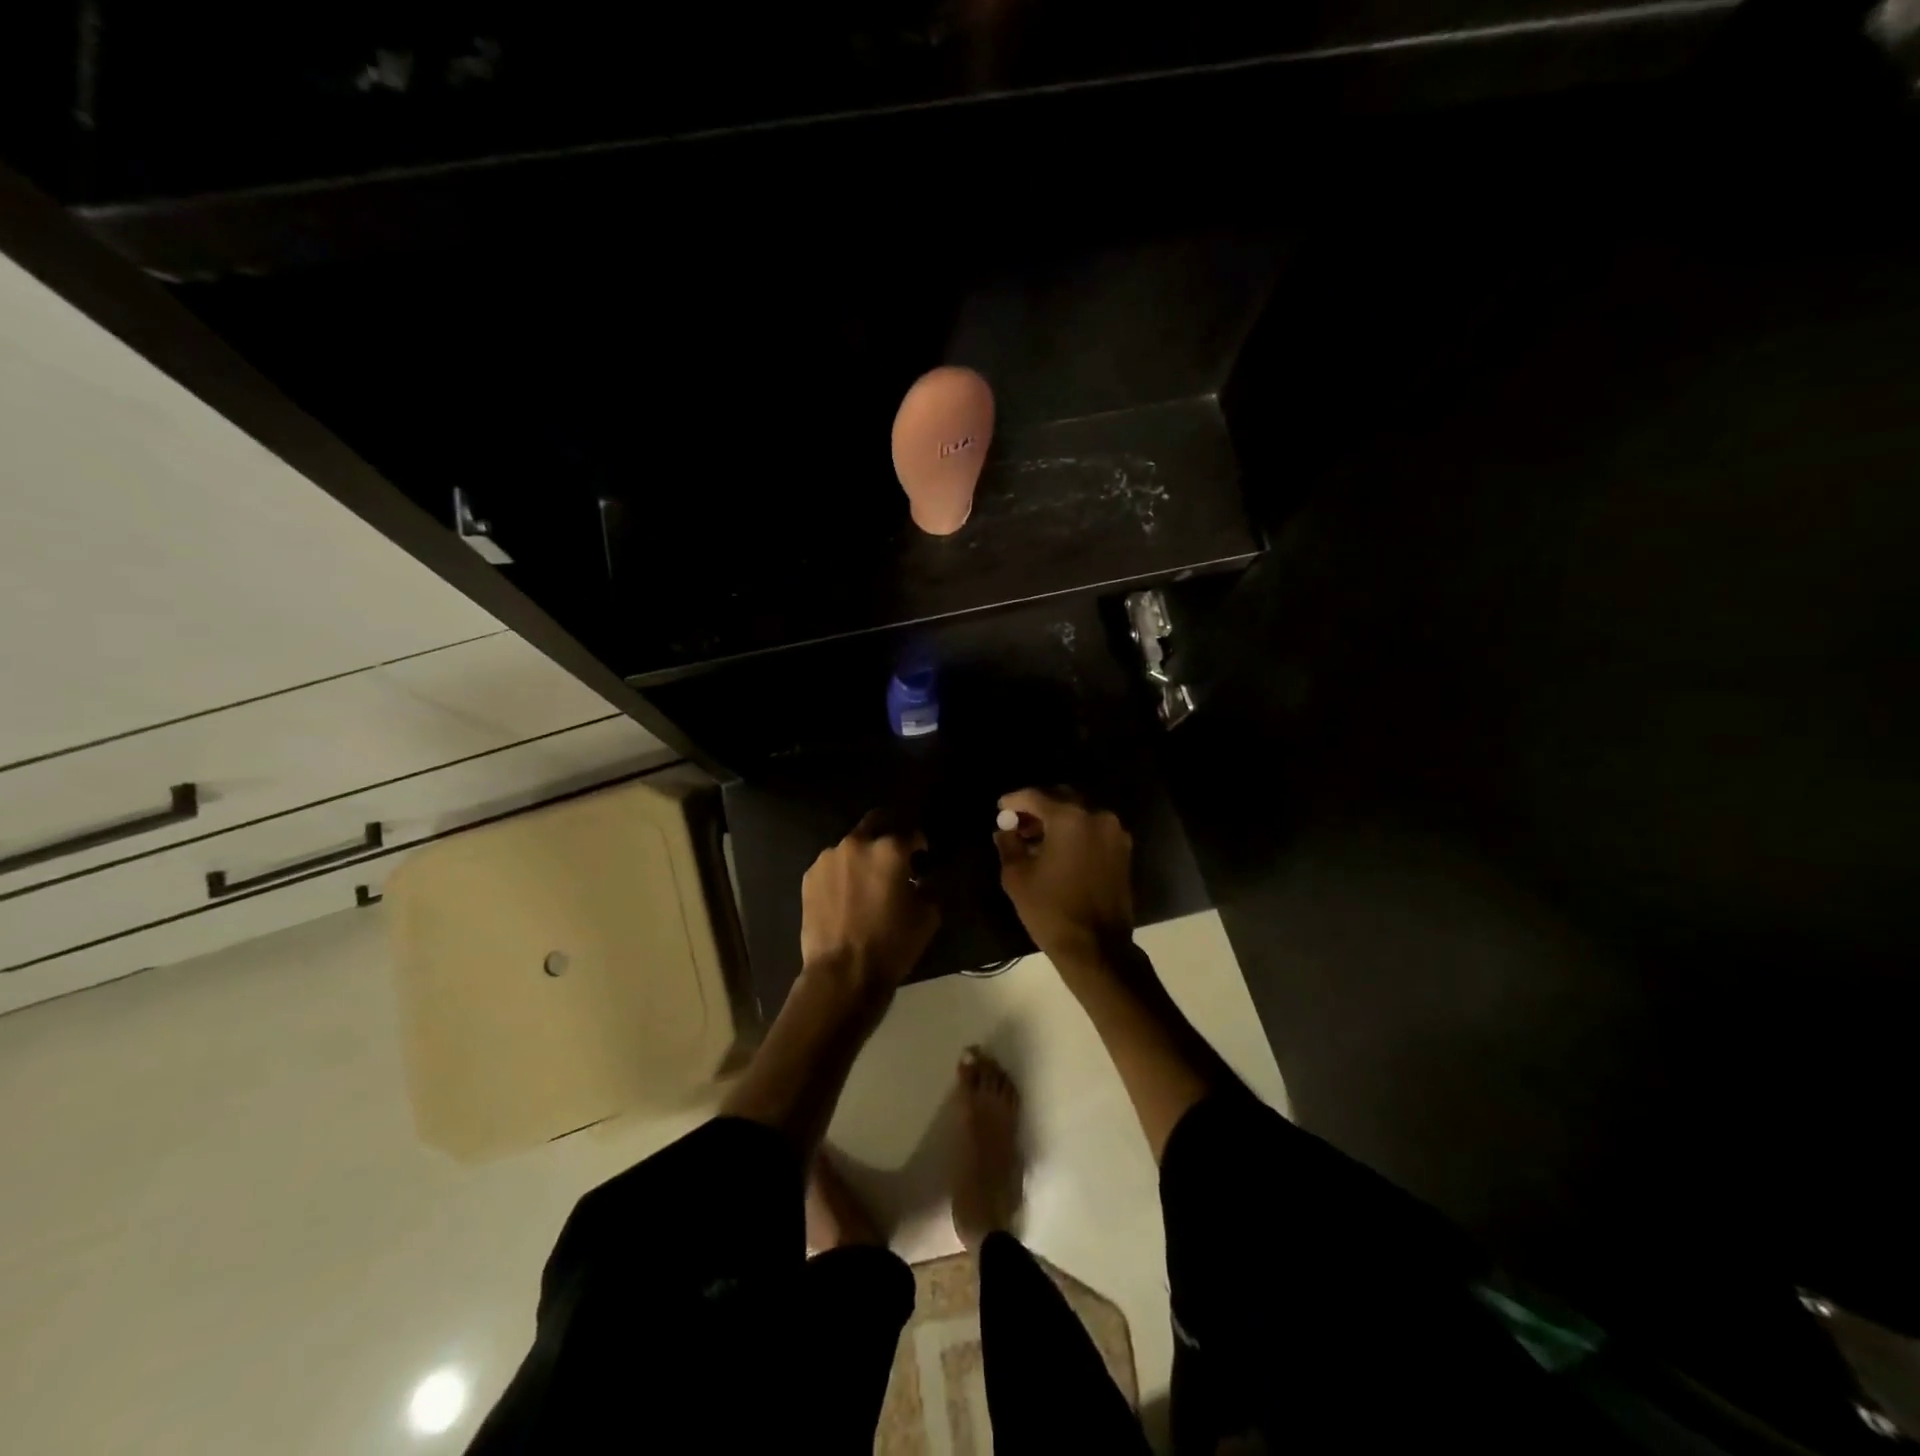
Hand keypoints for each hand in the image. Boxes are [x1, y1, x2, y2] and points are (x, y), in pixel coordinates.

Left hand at [800, 814, 939, 988]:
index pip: (912, 834)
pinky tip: (845, 895)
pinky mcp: (809, 876)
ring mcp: (828, 858)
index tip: (922, 858)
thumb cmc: (891, 945)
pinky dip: (842, 873)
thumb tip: (921, 879)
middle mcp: (857, 843)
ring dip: (862, 855)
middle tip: (894, 857)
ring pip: (851, 845)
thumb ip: (928, 887)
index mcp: (890, 849)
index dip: (920, 846)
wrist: (842, 973)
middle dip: (888, 833)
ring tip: (865, 880)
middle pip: (876, 822)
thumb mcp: (927, 917)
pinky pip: (832, 866)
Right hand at [993, 788, 1133, 969]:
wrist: (1096, 947)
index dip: (1014, 800)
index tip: (1001, 808)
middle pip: (1062, 798)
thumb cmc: (1051, 910)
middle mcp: (1097, 817)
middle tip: (1017, 822)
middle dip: (1038, 807)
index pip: (1036, 796)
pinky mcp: (1123, 851)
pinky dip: (1075, 833)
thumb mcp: (1017, 876)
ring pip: (1080, 814)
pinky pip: (1093, 830)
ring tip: (1034, 839)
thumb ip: (1008, 844)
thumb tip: (1004, 831)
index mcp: (1070, 818)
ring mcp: (1115, 833)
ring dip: (1057, 820)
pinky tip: (1057, 851)